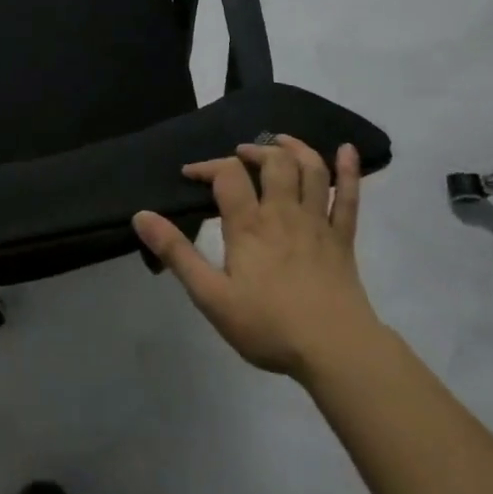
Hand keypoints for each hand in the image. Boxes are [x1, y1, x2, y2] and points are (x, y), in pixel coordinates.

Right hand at [133, 136, 379, 383]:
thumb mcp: (211, 296)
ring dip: (296, 148)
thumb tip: (141, 216)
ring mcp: (318, 223)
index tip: (190, 174)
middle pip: (274, 162)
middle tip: (239, 155)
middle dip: (255, 150)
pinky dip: (350, 170)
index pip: (228, 175)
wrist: (335, 351)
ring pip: (311, 170)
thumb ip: (177, 254)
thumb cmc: (269, 325)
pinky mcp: (343, 239)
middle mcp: (284, 213)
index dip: (207, 166)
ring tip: (280, 142)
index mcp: (249, 225)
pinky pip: (350, 197)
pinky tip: (347, 150)